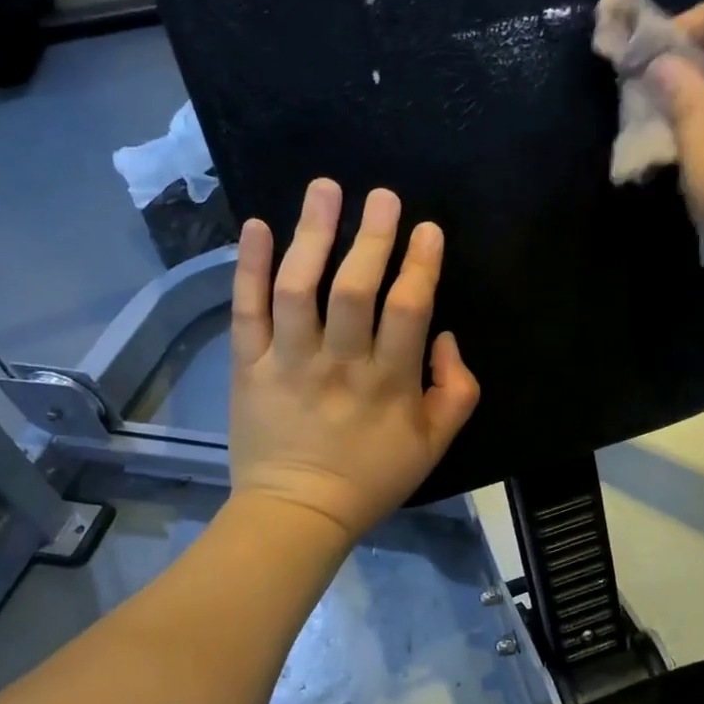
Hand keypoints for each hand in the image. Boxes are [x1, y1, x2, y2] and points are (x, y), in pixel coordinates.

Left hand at [229, 179, 480, 541]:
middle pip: (354, 290)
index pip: (409, 310)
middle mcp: (339, 364)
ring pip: (298, 290)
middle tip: (384, 195)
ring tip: (325, 190)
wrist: (298, 513)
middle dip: (372, 237)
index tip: (427, 228)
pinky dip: (248, 267)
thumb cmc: (373, 477)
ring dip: (312, 235)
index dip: (420, 264)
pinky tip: (256, 225)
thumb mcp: (436, 444)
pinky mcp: (248, 366)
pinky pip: (246, 311)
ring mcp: (288, 363)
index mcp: (389, 383)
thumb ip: (457, 389)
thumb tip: (445, 337)